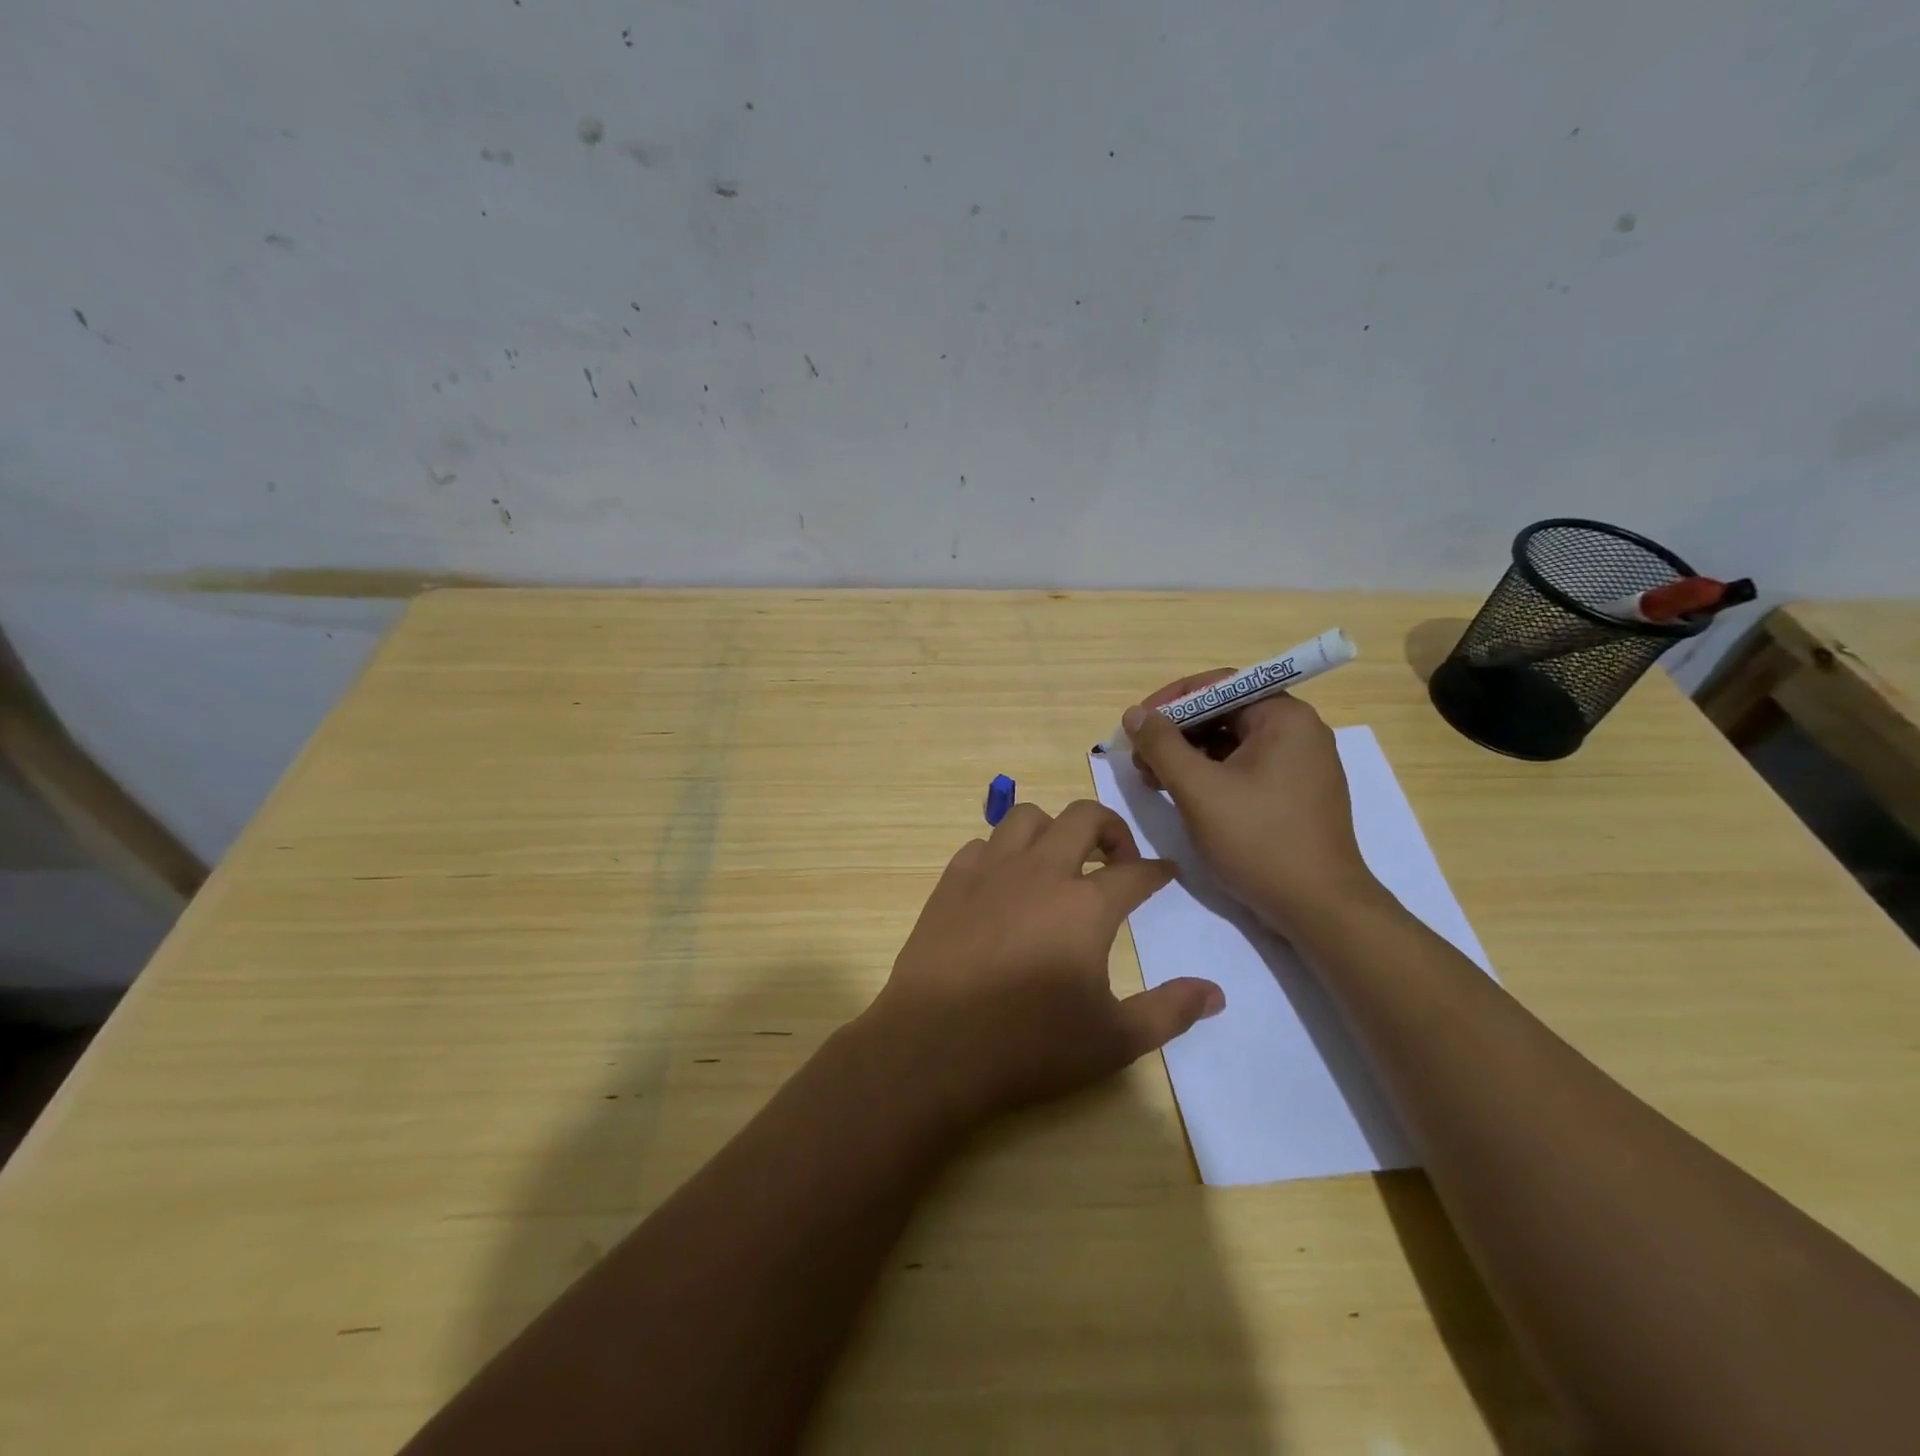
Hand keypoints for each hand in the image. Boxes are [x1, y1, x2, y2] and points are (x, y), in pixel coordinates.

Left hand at [869, 800, 1223, 1122]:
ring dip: (1052, 829)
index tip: (1166, 875)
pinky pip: (982, 843)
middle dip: (1110, 827)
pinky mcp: (951, 881)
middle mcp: (1041, 872)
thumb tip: (1214, 992)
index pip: (1135, 872)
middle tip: (1117, 859)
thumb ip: (1169, 1012)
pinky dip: (1002, 851)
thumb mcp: (1113, 1040)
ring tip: (1059, 860)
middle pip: (1083, 817)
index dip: (1157, 871)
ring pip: (1027, 817)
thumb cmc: (1029, 1045)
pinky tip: (1005, 881)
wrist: (934, 1046)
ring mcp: (990, 871)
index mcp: (1085, 905)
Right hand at [1123, 674, 1377, 931]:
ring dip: (1188, 755)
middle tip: (1140, 758)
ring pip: (1231, 743)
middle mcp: (1298, 732)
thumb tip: (1135, 713)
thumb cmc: (1258, 840)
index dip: (1171, 700)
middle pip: (1224, 713)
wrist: (1319, 909)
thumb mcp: (1198, 789)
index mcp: (1284, 717)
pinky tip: (1182, 795)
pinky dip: (1210, 775)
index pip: (1219, 685)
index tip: (1138, 724)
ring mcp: (1300, 765)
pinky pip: (1244, 768)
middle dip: (1176, 732)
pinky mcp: (1294, 794)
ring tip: (1153, 780)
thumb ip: (1162, 745)